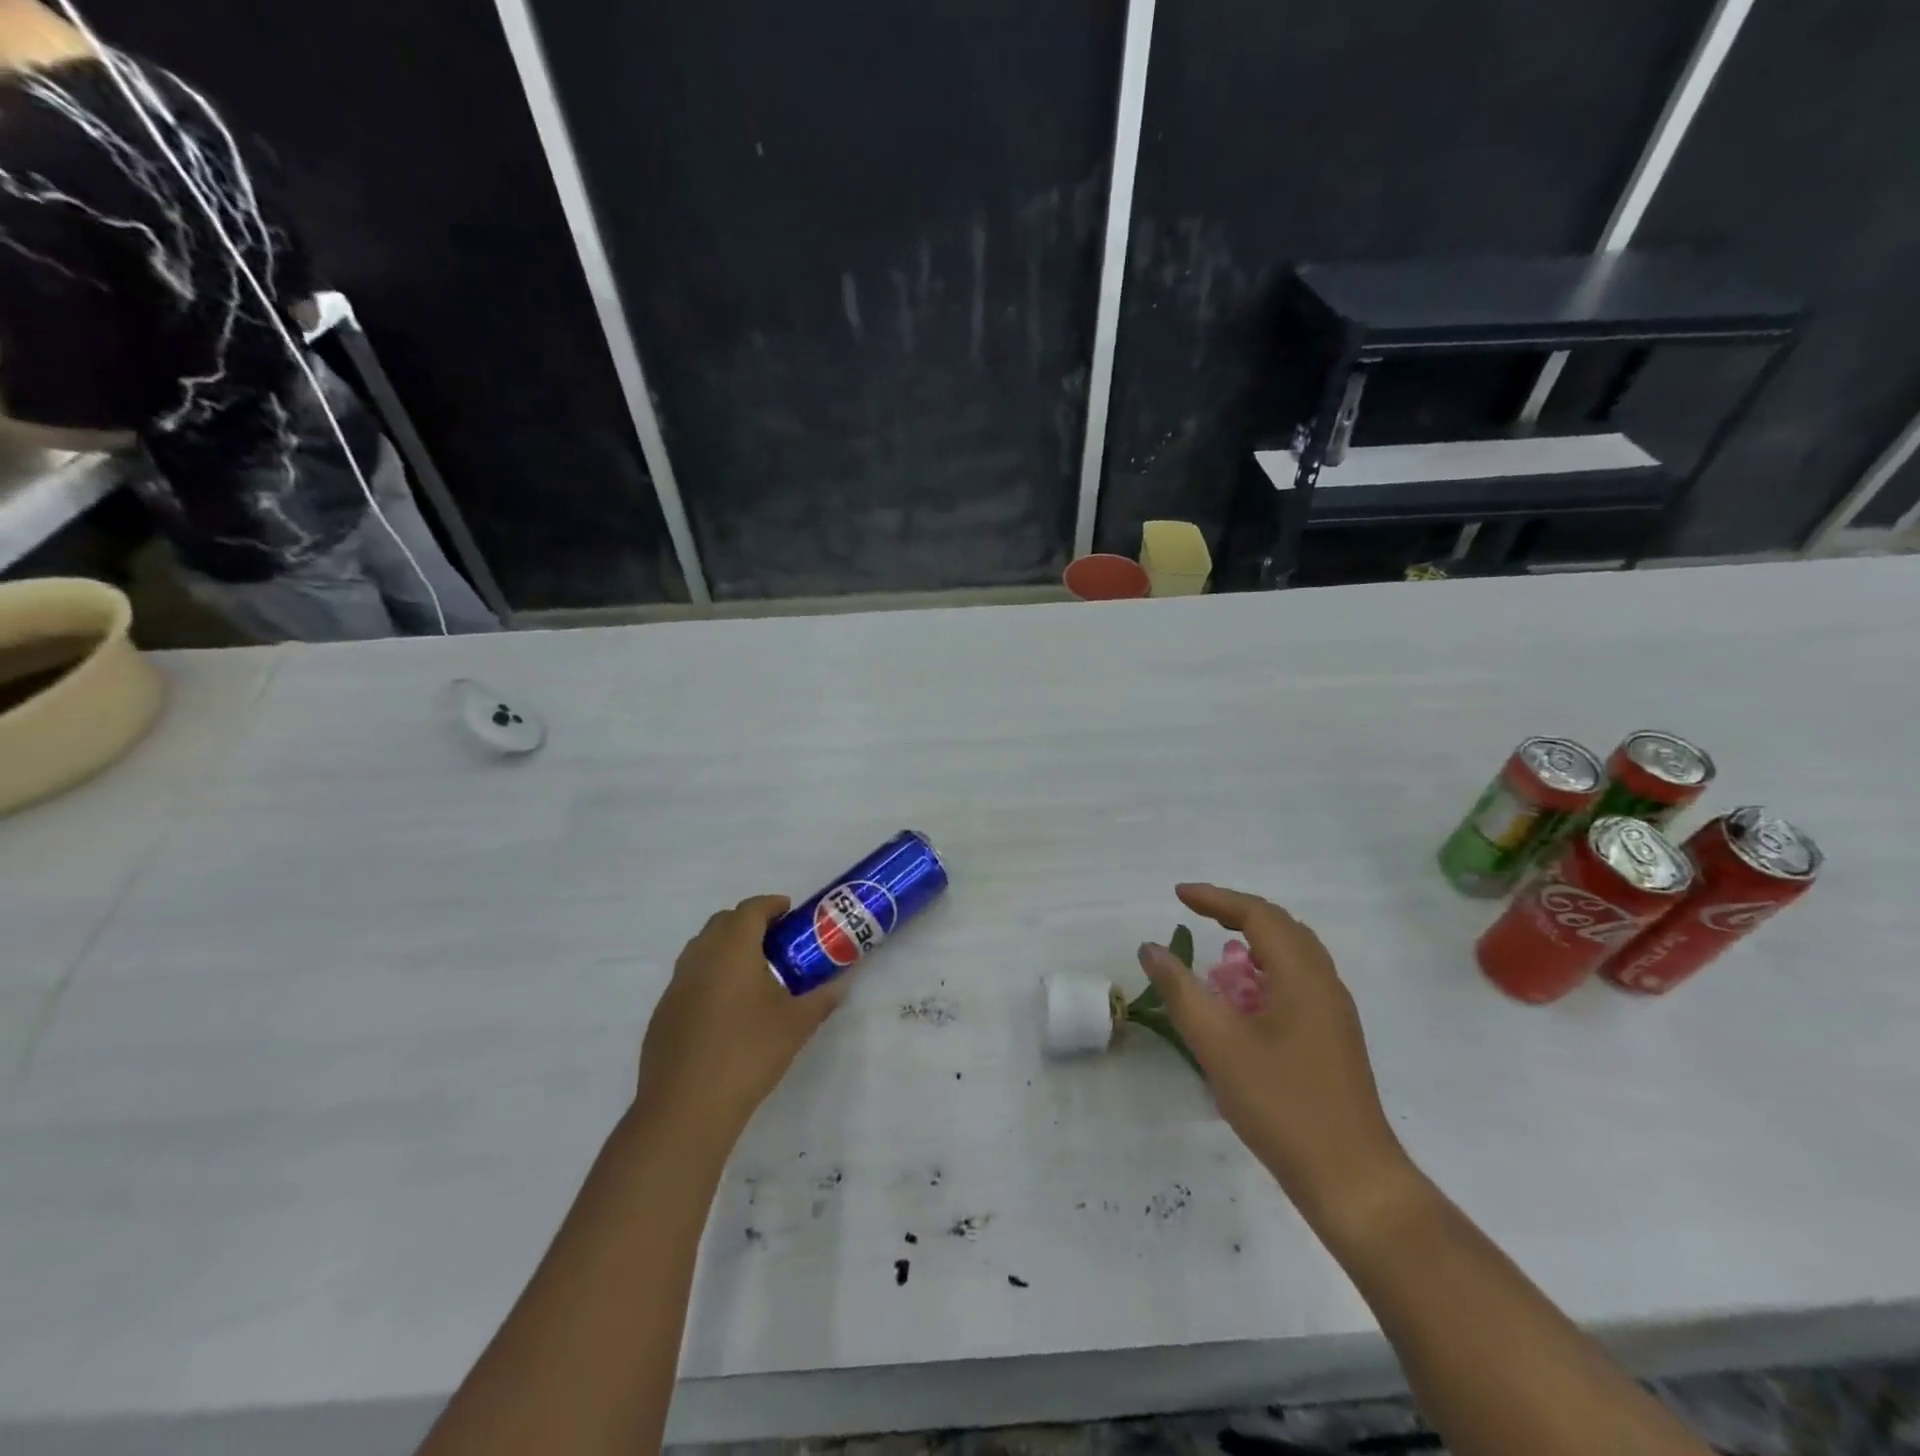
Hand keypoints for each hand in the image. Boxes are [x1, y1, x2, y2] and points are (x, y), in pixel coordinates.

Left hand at [636, 896, 847, 1144]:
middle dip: (748, 922)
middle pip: (722, 923)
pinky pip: (689, 978)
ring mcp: (676, 986)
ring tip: (753, 971)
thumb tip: (842, 984)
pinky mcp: (663, 1014)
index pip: (750, 909)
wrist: (686, 1108)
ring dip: (726, 947)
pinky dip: (710, 976)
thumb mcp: (796, 1024)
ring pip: (701, 949)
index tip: (789, 911)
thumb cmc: (748, 1053)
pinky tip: (727, 1008)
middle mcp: (699, 958)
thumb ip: (822, 998)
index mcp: (732, 949)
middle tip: (776, 940)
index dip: (771, 905)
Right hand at [1139, 883, 1416, 1229]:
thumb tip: (1151, 948)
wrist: (1353, 1180)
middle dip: (1237, 913)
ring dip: (1255, 941)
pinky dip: (1266, 971)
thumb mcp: (1218, 1045)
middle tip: (1197, 914)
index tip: (1179, 896)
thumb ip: (1181, 991)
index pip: (1258, 915)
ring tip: (1218, 948)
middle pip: (1282, 927)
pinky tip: (1245, 999)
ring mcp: (1334, 1013)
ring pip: (1294, 955)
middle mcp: (1324, 984)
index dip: (1216, 899)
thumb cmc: (1282, 1105)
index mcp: (1302, 976)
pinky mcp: (1334, 1038)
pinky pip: (1299, 982)